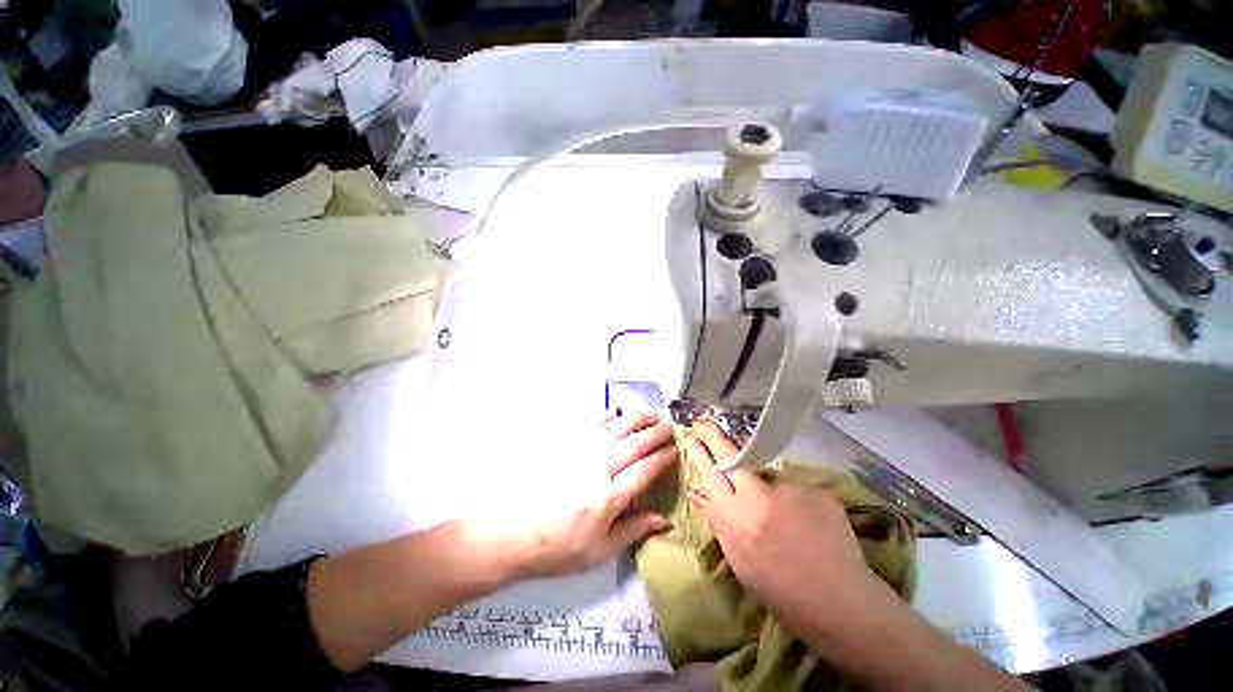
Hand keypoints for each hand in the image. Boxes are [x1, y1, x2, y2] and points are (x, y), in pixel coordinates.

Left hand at [498, 413, 677, 579]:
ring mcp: (579, 452)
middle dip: (656, 433)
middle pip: (634, 444)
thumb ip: (634, 531)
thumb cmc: (558, 548)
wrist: (512, 533)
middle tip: (669, 426)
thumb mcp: (599, 551)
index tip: (675, 450)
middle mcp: (597, 469)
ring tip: (650, 415)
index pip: (645, 470)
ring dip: (636, 419)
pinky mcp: (563, 445)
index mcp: (608, 498)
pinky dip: (606, 417)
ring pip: (615, 428)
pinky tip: (615, 414)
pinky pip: (590, 424)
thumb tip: (666, 521)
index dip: (663, 458)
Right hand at [683, 421, 878, 621]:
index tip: (690, 437)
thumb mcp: (738, 560)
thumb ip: (717, 521)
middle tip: (704, 422)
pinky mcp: (815, 490)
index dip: (699, 454)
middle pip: (731, 457)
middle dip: (714, 436)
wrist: (839, 602)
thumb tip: (697, 493)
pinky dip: (794, 501)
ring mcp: (789, 489)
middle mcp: (758, 496)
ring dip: (763, 483)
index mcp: (735, 518)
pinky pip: (794, 487)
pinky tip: (807, 524)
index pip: (710, 475)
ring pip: (765, 472)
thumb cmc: (779, 590)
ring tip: (781, 515)